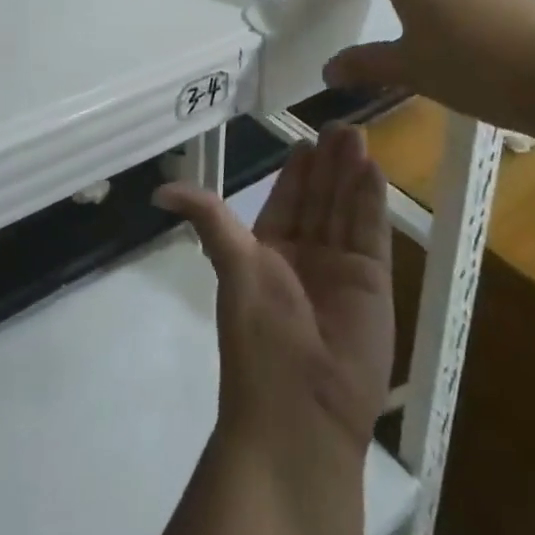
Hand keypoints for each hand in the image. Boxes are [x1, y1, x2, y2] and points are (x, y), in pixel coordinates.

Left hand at [156, 126, 392, 456]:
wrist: (301, 410)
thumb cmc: (259, 333)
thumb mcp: (231, 265)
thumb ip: (208, 218)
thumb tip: (159, 190)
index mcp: (271, 252)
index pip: (287, 199)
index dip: (297, 170)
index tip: (305, 138)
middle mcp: (308, 255)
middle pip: (320, 198)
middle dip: (329, 163)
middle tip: (338, 125)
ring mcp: (342, 267)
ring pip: (346, 208)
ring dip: (351, 173)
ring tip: (355, 134)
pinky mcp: (375, 282)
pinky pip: (372, 231)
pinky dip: (372, 200)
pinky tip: (372, 168)